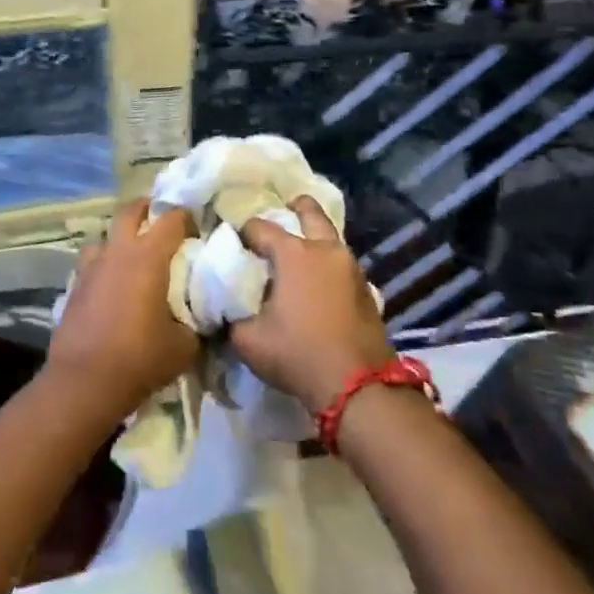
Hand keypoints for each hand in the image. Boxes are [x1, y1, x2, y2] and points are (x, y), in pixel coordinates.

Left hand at [47, 199, 200, 414]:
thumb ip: (194, 322)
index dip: (187, 217)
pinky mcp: (74, 286)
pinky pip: (91, 263)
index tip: (197, 228)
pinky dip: (104, 266)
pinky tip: (112, 286)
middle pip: (130, 210)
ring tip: (133, 257)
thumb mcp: (184, 345)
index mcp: (148, 256)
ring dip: (120, 239)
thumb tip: (197, 316)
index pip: (171, 218)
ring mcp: (91, 267)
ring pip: (104, 236)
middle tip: (162, 222)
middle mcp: (117, 252)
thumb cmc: (140, 358)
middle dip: (148, 209)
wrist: (85, 382)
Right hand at [231, 196, 392, 412]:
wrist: (358, 386)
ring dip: (315, 238)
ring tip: (299, 251)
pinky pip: (342, 265)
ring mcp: (352, 268)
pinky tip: (319, 281)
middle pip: (310, 213)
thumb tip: (227, 309)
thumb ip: (232, 317)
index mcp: (294, 253)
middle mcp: (325, 250)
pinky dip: (328, 264)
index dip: (242, 232)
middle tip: (285, 208)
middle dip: (296, 207)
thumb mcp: (247, 340)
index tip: (233, 242)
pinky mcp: (367, 290)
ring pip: (331, 239)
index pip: (260, 228)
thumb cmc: (297, 353)